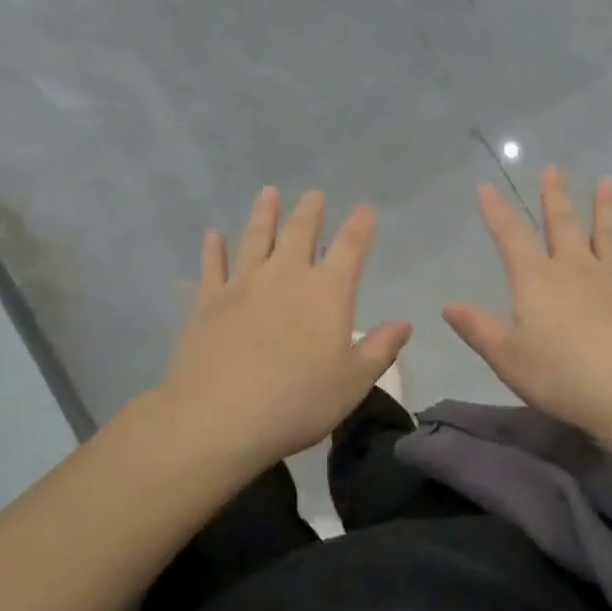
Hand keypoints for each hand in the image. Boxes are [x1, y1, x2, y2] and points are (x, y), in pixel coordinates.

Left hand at [163, 187, 410, 468]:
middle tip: (313, 194)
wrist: (219, 417)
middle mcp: (285, 276)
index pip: (349, 247)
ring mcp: (242, 284)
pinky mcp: (207, 302)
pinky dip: (213, 249)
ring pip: (255, 238)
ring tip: (268, 193)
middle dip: (309, 211)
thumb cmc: (297, 401)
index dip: (360, 226)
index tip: (365, 209)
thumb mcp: (353, 382)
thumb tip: (404, 324)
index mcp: (327, 292)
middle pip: (299, 233)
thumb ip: (380, 349)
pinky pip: (212, 266)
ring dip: (264, 214)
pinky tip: (212, 236)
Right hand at [444, 166, 611, 440]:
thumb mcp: (508, 358)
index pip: (511, 237)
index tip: (487, 188)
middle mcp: (576, 270)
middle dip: (555, 197)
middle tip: (554, 169)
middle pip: (563, 226)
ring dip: (606, 210)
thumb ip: (479, 329)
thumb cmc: (563, 376)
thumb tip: (448, 306)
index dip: (496, 212)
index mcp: (538, 281)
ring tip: (607, 182)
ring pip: (608, 237)